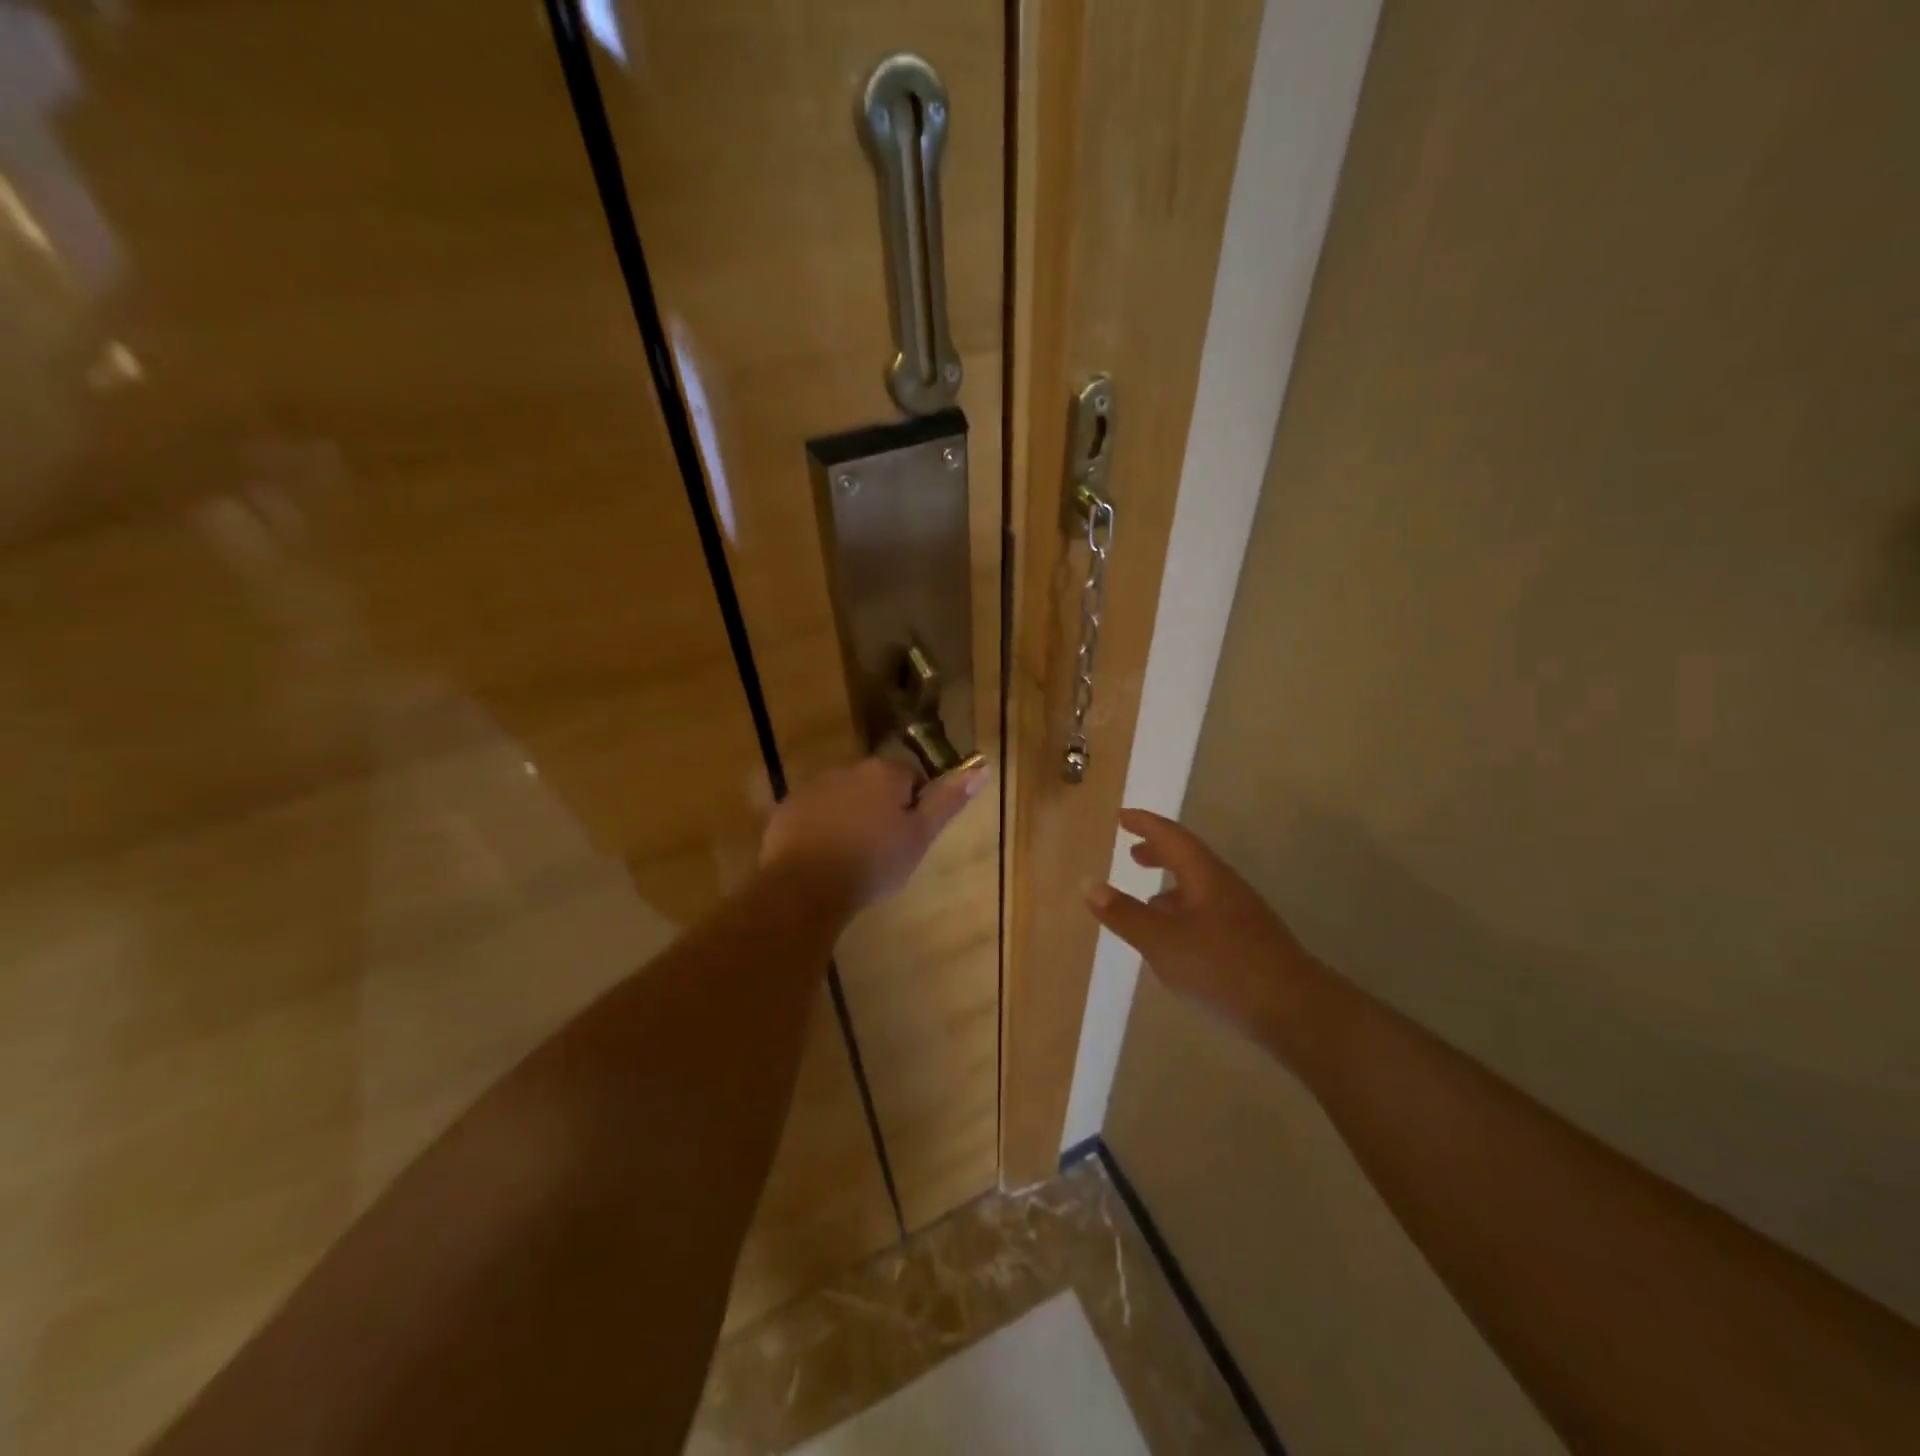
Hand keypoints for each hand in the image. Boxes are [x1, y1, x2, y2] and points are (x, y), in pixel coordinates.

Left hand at [762, 756, 989, 910]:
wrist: (805, 886)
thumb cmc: (873, 862)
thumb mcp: (920, 836)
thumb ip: (948, 801)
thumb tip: (981, 768)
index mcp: (884, 772)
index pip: (910, 779)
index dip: (912, 809)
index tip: (906, 839)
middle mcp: (847, 767)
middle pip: (874, 784)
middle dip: (879, 809)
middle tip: (881, 849)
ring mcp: (813, 786)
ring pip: (843, 797)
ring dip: (849, 816)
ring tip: (851, 856)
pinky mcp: (787, 807)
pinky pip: (814, 812)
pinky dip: (821, 828)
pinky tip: (823, 857)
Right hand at [1085, 810, 1322, 1049]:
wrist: (1295, 1010)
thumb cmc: (1223, 967)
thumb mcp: (1162, 942)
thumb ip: (1125, 914)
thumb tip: (1090, 884)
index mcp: (1206, 877)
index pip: (1172, 837)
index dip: (1146, 824)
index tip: (1122, 816)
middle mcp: (1225, 888)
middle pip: (1189, 859)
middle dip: (1159, 853)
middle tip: (1132, 853)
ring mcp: (1241, 916)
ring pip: (1199, 889)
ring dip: (1171, 886)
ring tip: (1148, 900)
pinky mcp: (1249, 943)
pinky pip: (1208, 913)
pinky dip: (1184, 914)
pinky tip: (1176, 942)